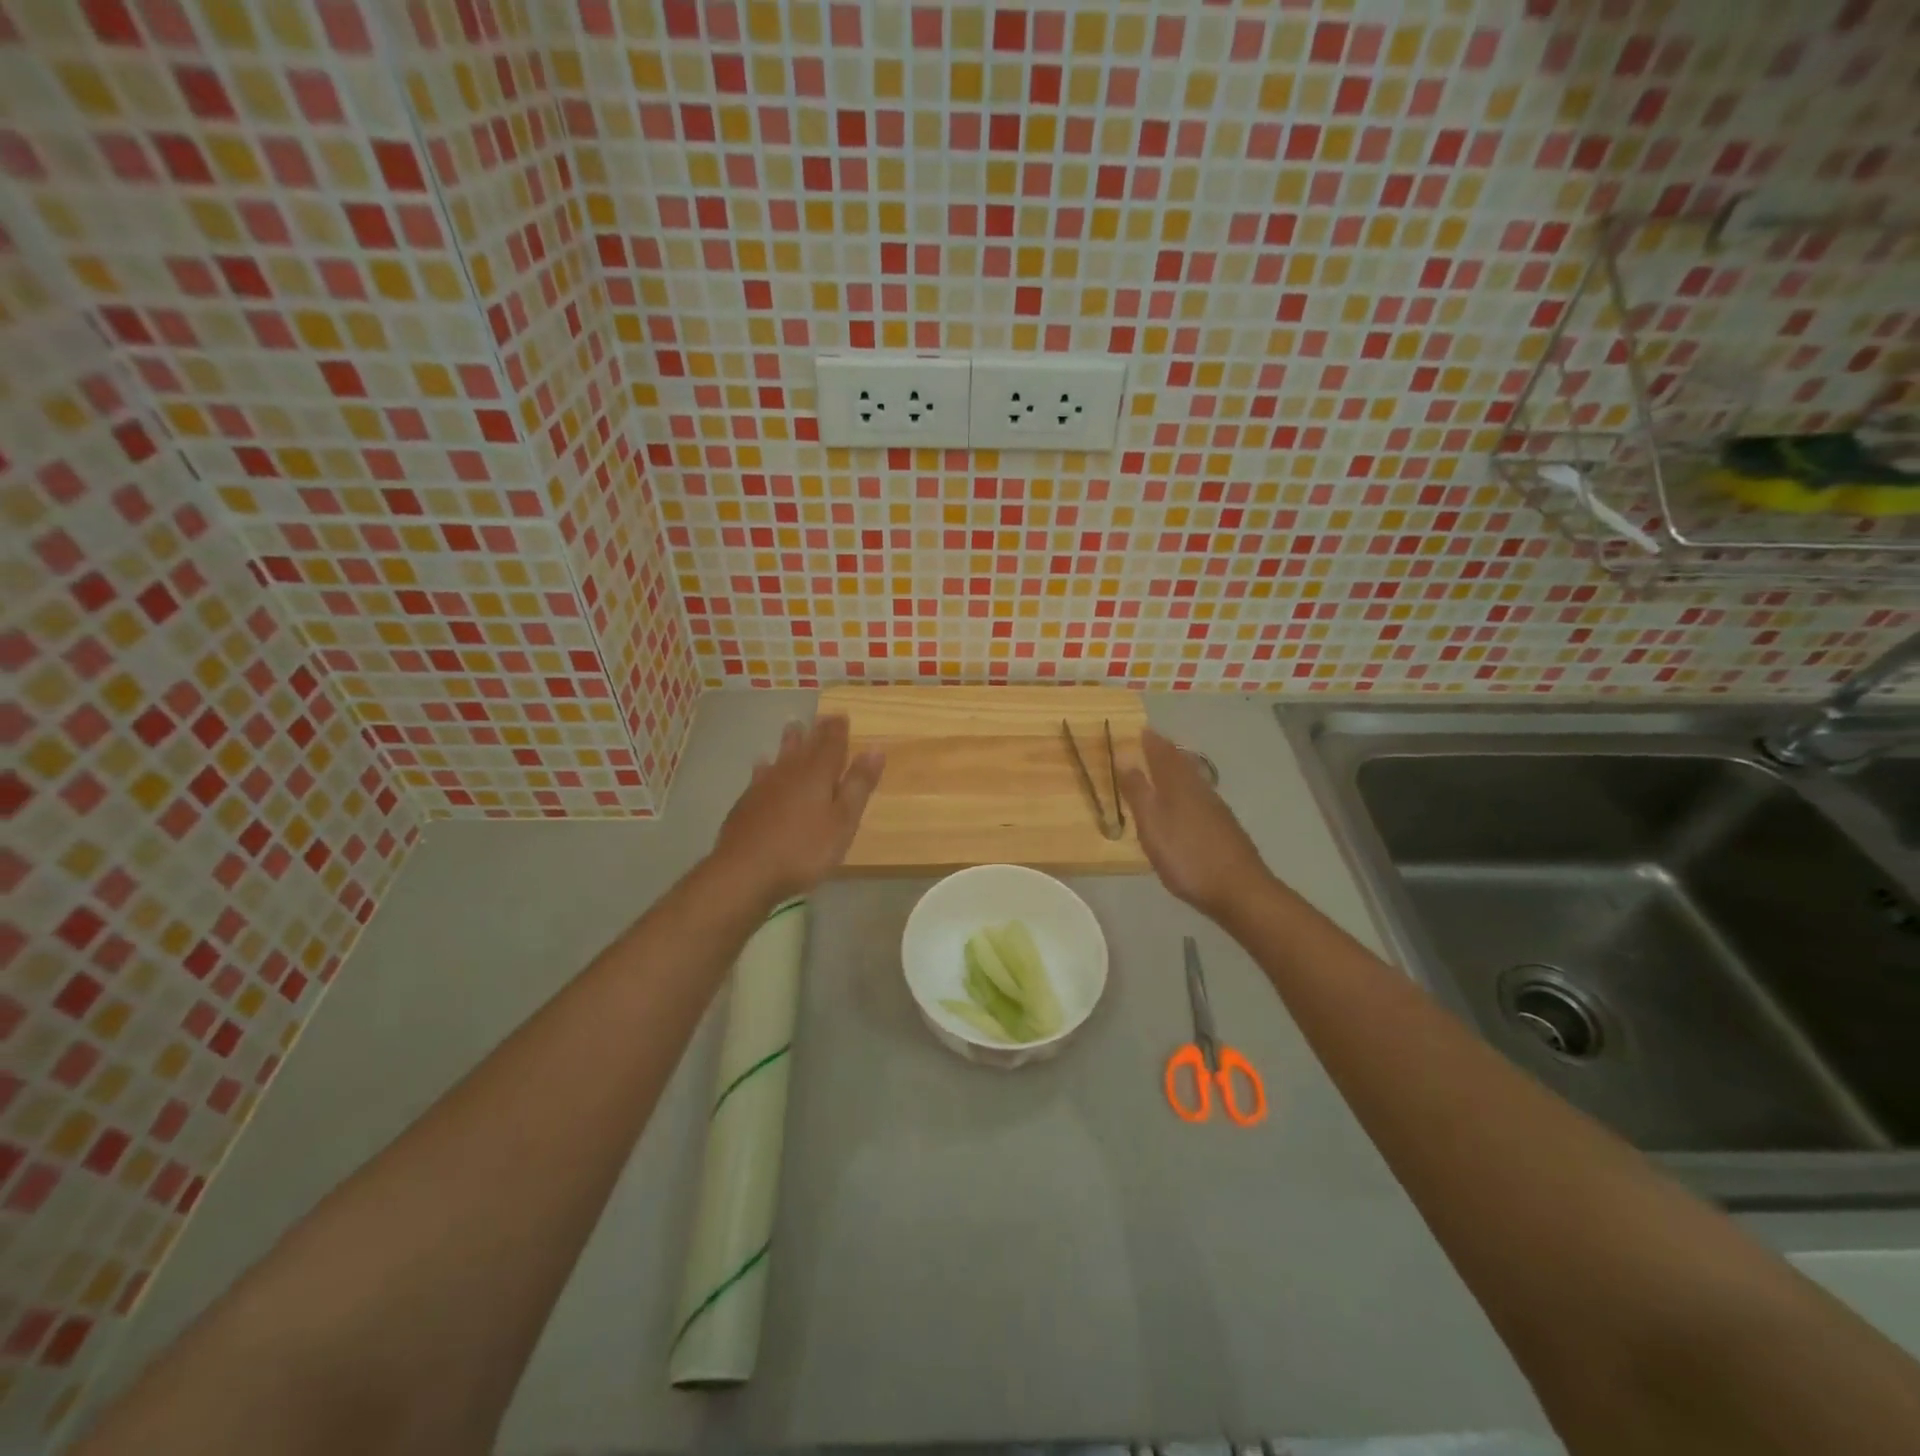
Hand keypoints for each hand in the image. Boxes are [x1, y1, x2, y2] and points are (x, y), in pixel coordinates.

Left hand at [713, 716, 883, 903]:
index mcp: (818, 775)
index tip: (841, 714)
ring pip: (781, 757)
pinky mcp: (746, 803)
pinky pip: (760, 774)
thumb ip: (858, 785)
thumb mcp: (843, 821)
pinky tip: (762, 765)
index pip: (832, 744)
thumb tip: (874, 749)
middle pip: (806, 747)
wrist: (745, 871)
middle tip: (821, 717)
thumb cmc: (804, 849)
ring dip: (789, 742)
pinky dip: (766, 766)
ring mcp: (764, 786)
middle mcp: (790, 773)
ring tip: (793, 728)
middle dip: (816, 732)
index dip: (838, 730)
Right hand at [1119, 729, 1271, 919]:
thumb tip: (1125, 757)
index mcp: (1179, 786)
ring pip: (1194, 779)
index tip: (1142, 730)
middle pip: (1182, 763)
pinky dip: (1189, 789)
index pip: (1163, 754)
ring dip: (1179, 768)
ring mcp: (1216, 809)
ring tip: (1166, 767)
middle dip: (1166, 751)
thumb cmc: (1186, 856)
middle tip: (1153, 743)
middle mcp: (1199, 790)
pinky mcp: (1225, 827)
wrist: (1239, 889)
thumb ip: (1138, 792)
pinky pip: (1201, 796)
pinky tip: (1187, 802)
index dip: (1152, 742)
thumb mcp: (1152, 825)